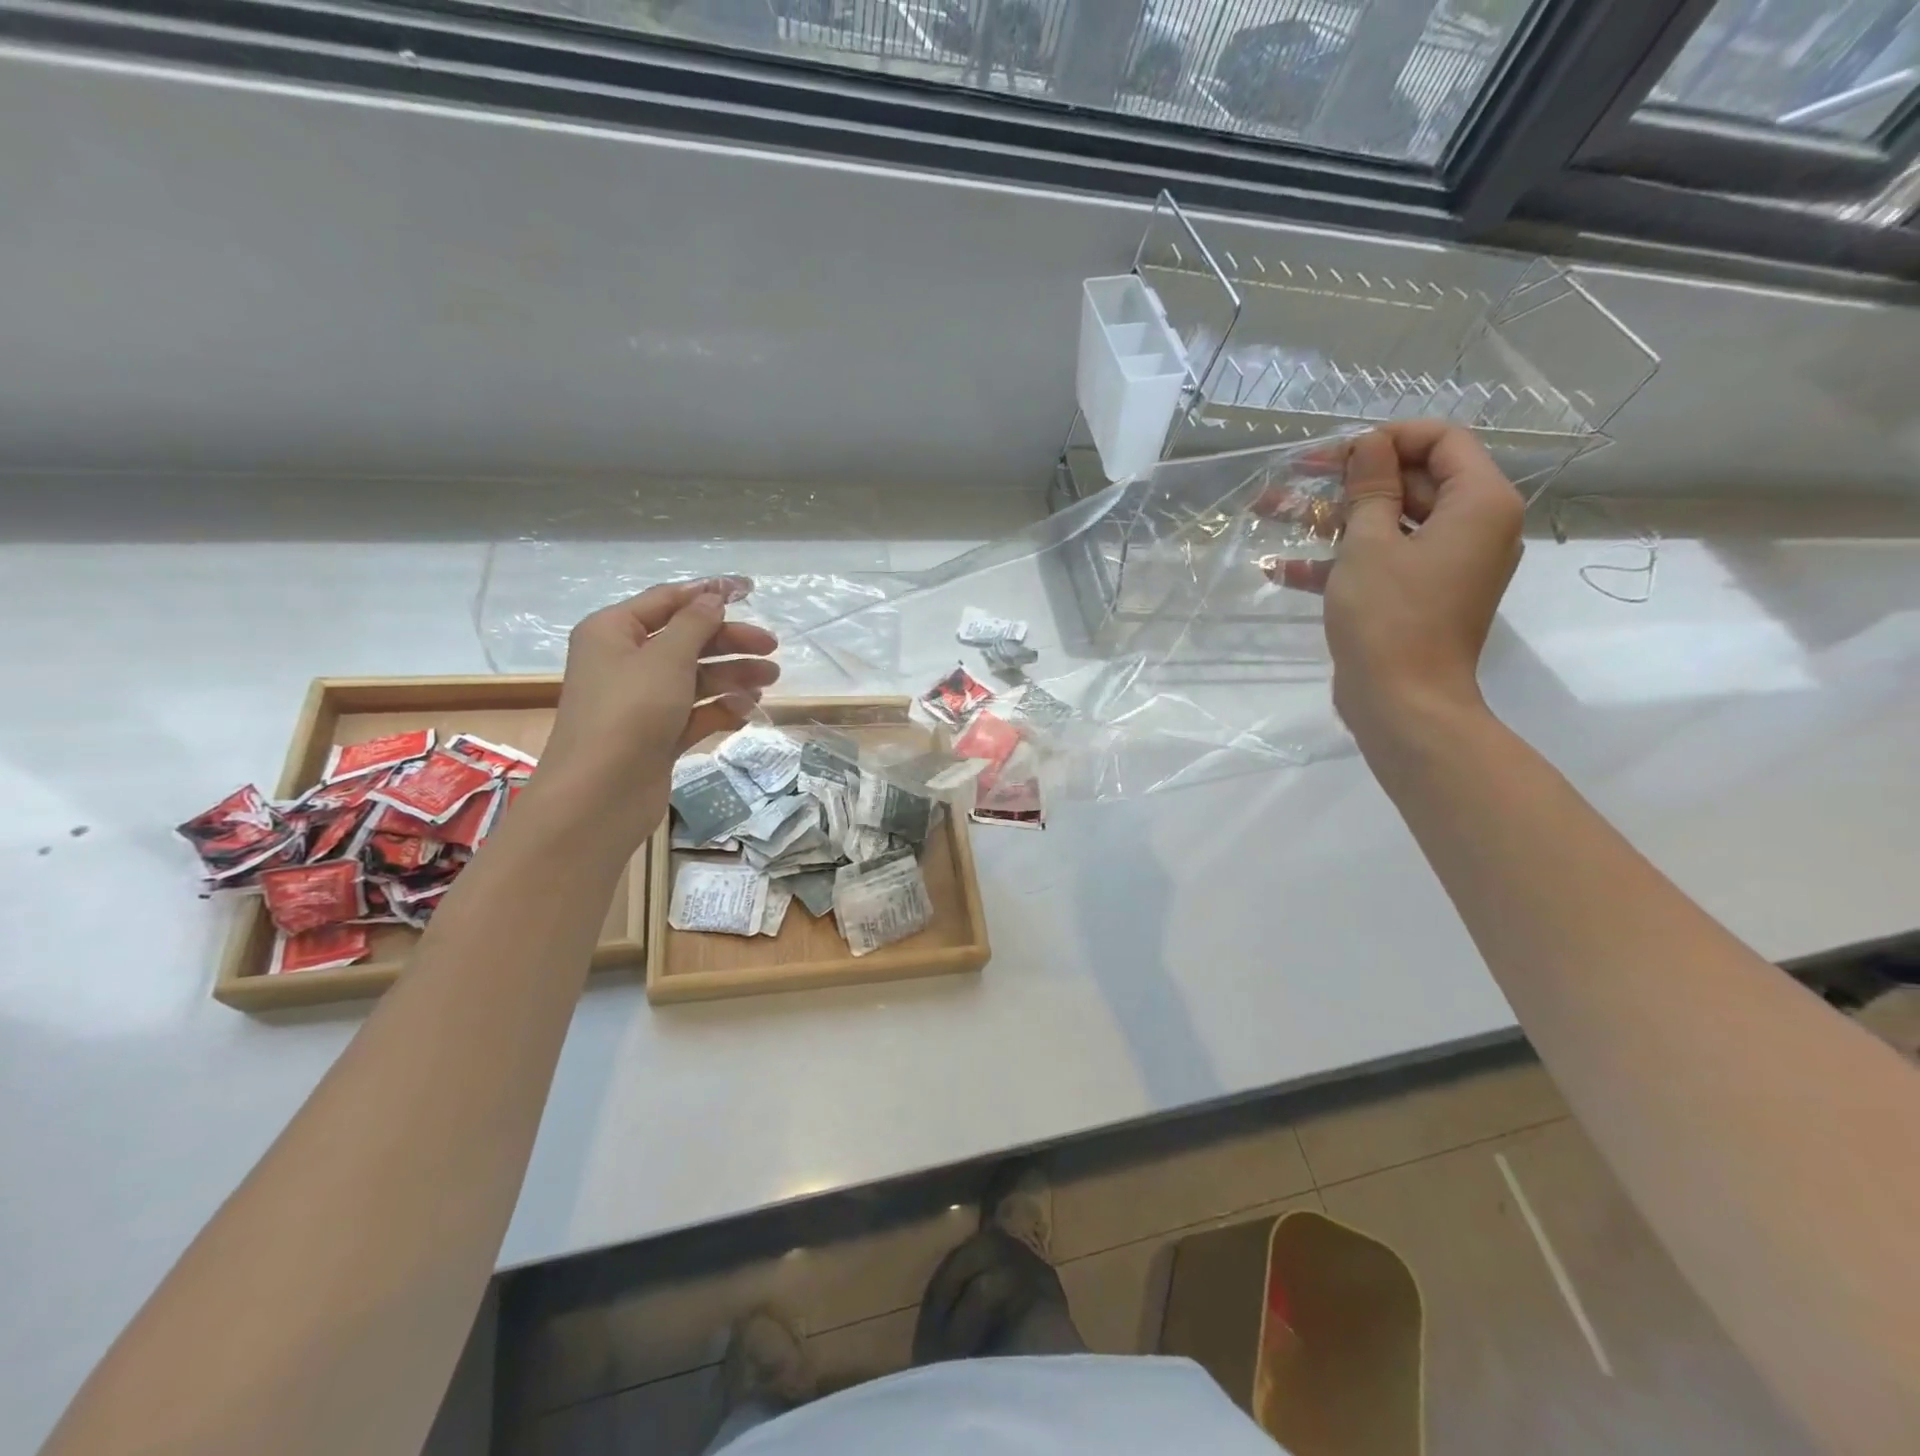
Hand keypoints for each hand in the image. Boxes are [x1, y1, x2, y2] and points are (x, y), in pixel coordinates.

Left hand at [538, 578, 779, 847]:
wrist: (600, 794)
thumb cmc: (629, 712)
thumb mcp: (665, 658)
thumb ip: (695, 624)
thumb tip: (713, 596)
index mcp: (613, 631)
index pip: (667, 601)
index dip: (708, 594)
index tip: (750, 591)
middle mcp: (625, 662)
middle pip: (686, 640)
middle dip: (729, 641)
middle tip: (771, 648)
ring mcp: (642, 701)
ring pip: (695, 677)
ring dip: (732, 675)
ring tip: (770, 679)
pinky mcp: (657, 735)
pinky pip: (695, 712)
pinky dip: (721, 707)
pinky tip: (748, 709)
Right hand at [1273, 422, 1523, 746]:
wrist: (1403, 703)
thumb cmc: (1389, 617)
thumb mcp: (1369, 544)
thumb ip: (1370, 488)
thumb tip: (1369, 444)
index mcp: (1480, 504)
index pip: (1443, 441)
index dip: (1389, 438)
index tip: (1338, 453)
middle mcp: (1475, 528)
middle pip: (1414, 482)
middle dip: (1352, 480)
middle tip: (1297, 480)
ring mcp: (1447, 565)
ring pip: (1391, 523)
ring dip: (1336, 519)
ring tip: (1277, 514)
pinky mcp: (1420, 596)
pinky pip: (1384, 562)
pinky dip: (1341, 561)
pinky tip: (1283, 569)